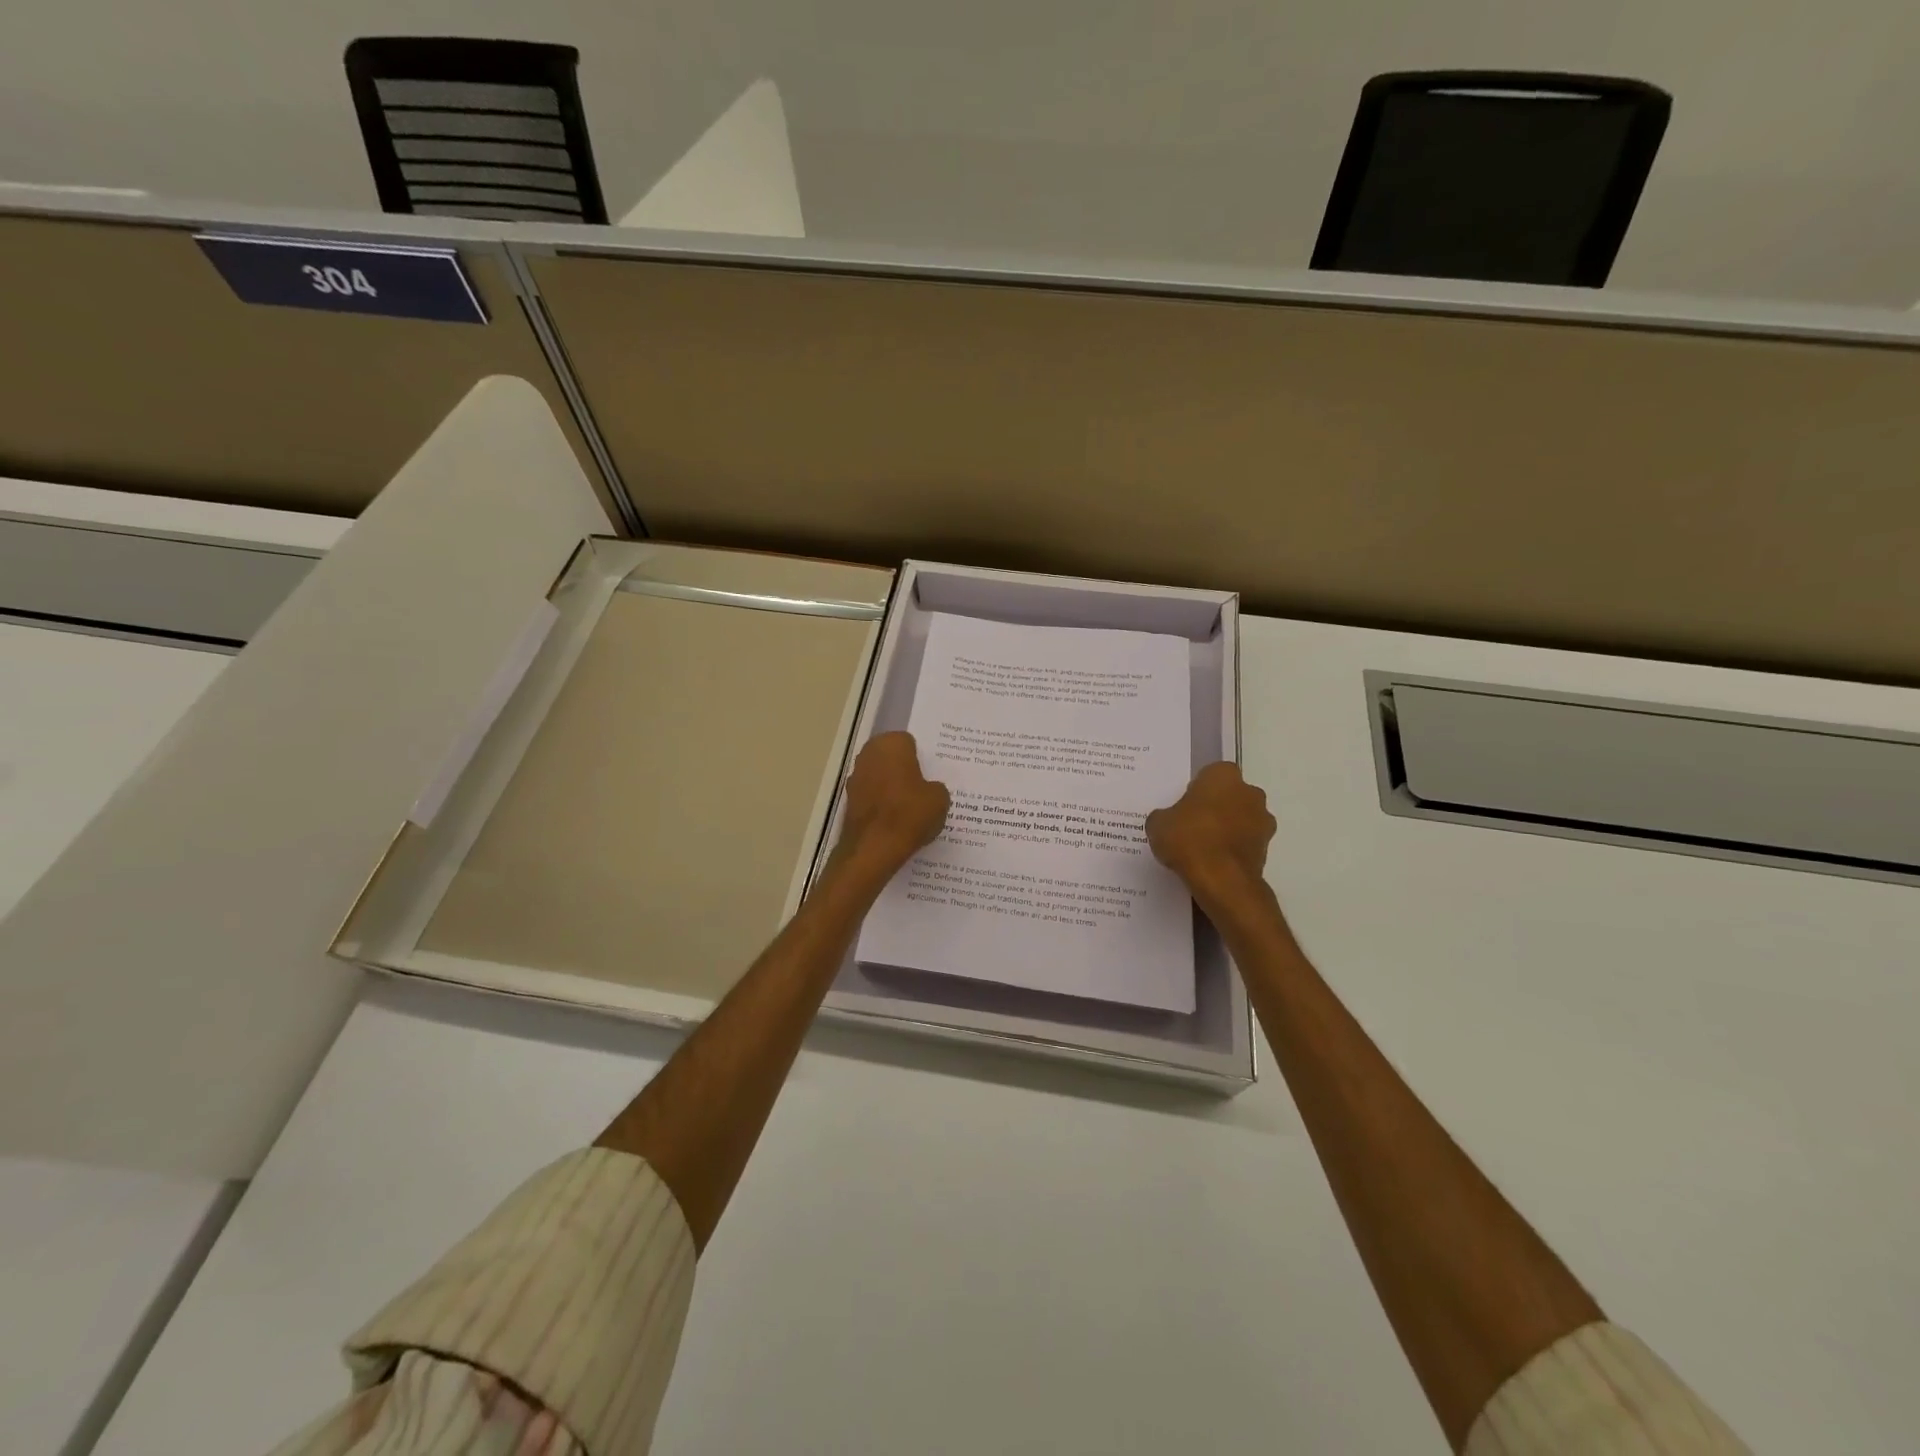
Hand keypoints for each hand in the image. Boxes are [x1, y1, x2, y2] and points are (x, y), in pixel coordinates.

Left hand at [833, 731, 950, 877]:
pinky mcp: (849, 800)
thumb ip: (935, 787)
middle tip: (922, 788)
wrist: (873, 848)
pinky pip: (871, 796)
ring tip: (910, 807)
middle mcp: (869, 754)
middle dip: (903, 770)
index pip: (909, 743)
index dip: (920, 759)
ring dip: (891, 787)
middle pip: (891, 758)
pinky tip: (895, 820)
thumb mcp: (940, 799)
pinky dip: (881, 804)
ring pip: (879, 777)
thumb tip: (928, 790)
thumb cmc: (909, 814)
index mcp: (891, 744)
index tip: (930, 775)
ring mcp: (855, 777)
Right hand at [1145, 762, 1275, 906]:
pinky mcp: (1267, 848)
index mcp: (1223, 775)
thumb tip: (1168, 821)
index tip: (1184, 806)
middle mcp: (1250, 792)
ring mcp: (1263, 820)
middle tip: (1191, 825)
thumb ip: (1165, 816)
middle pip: (1229, 795)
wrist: (1221, 880)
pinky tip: (1214, 863)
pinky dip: (1233, 849)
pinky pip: (1245, 842)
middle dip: (1215, 807)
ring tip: (1203, 848)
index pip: (1209, 775)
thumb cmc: (1188, 839)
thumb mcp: (1158, 824)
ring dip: (1228, 828)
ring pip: (1241, 819)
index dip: (1196, 790)